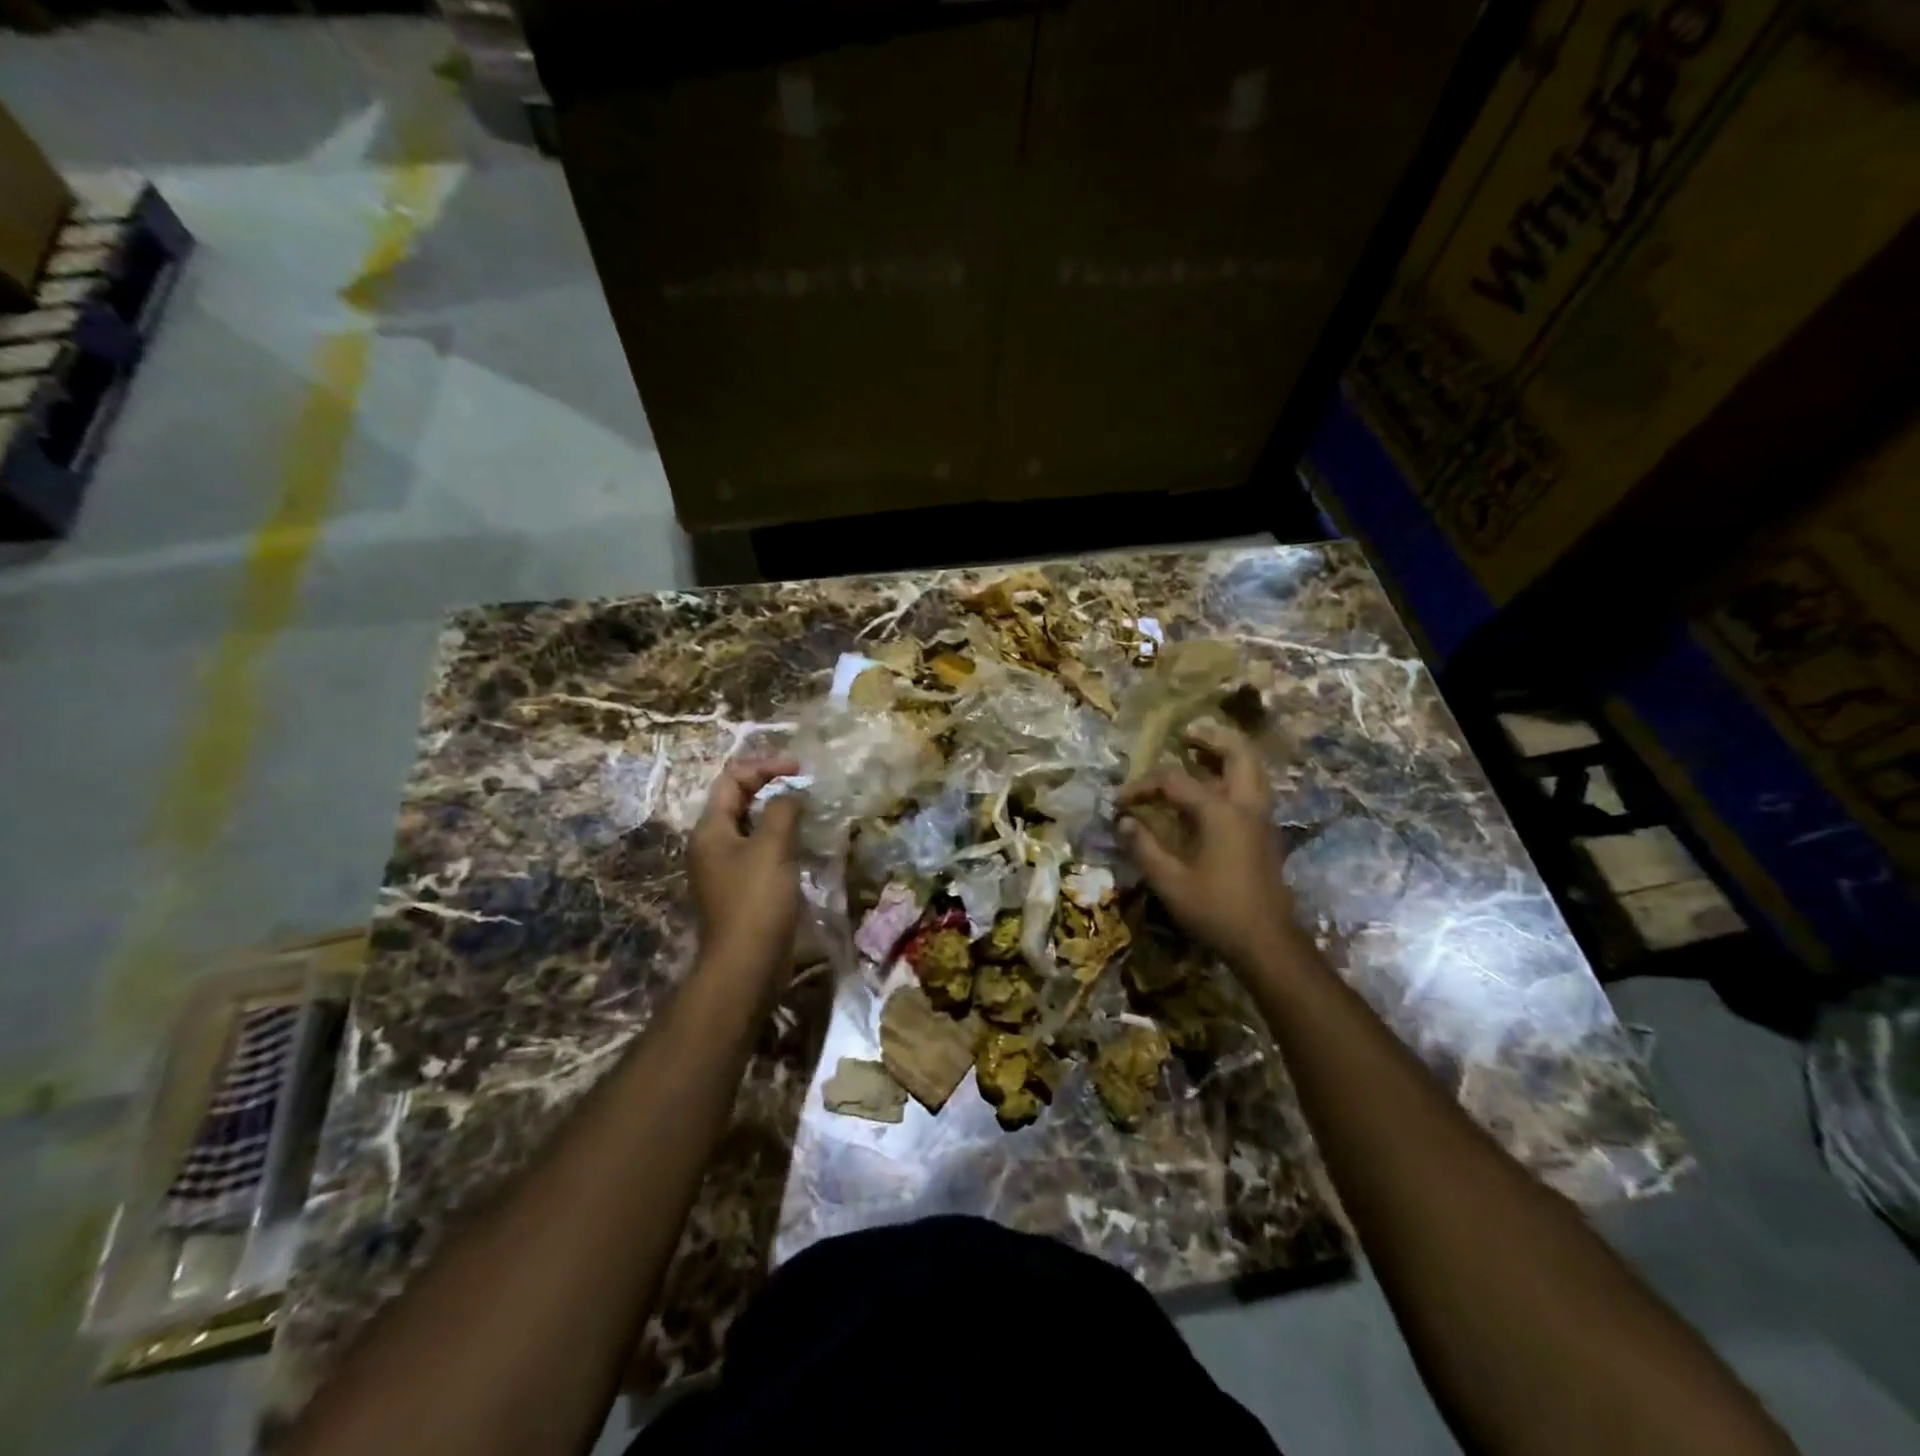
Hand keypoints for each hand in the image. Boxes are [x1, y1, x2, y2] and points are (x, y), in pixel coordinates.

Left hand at [689, 755, 805, 981]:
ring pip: (752, 828)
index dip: (764, 767)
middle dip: (771, 787)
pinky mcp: (742, 889)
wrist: (747, 964)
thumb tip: (791, 794)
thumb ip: (782, 811)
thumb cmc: (756, 900)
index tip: (799, 769)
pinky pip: (760, 852)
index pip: (732, 780)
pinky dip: (780, 840)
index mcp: (711, 829)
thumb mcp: (772, 847)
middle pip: (739, 801)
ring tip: (808, 811)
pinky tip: (802, 845)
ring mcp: (726, 869)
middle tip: (805, 785)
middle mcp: (712, 845)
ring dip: (778, 814)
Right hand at [1117, 721, 1295, 973]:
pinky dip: (1235, 773)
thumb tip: (1124, 821)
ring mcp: (1262, 818)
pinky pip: (1253, 786)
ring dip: (1228, 752)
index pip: (1174, 780)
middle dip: (1211, 737)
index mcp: (1220, 812)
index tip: (1120, 801)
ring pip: (1252, 767)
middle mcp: (1246, 805)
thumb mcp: (1169, 882)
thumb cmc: (1216, 910)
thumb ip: (1144, 847)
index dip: (1142, 785)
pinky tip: (1214, 785)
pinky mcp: (1266, 832)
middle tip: (1186, 733)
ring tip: (1201, 749)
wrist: (1266, 942)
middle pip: (1237, 752)